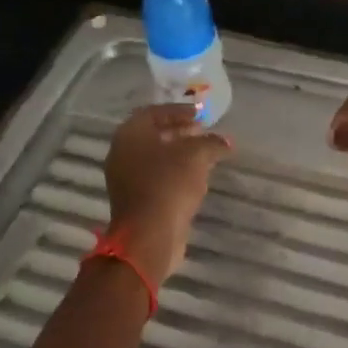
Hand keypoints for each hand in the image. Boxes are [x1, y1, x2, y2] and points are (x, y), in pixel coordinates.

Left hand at [103, 103, 232, 285]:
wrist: (149, 236)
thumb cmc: (169, 184)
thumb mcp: (196, 155)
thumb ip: (211, 143)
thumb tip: (225, 142)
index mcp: (130, 134)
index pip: (154, 112)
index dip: (179, 111)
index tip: (201, 115)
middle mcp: (122, 152)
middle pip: (153, 134)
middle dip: (180, 131)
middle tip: (204, 133)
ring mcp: (125, 178)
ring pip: (155, 157)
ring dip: (179, 154)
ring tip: (205, 155)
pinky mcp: (134, 200)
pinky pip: (156, 177)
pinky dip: (174, 172)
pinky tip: (196, 177)